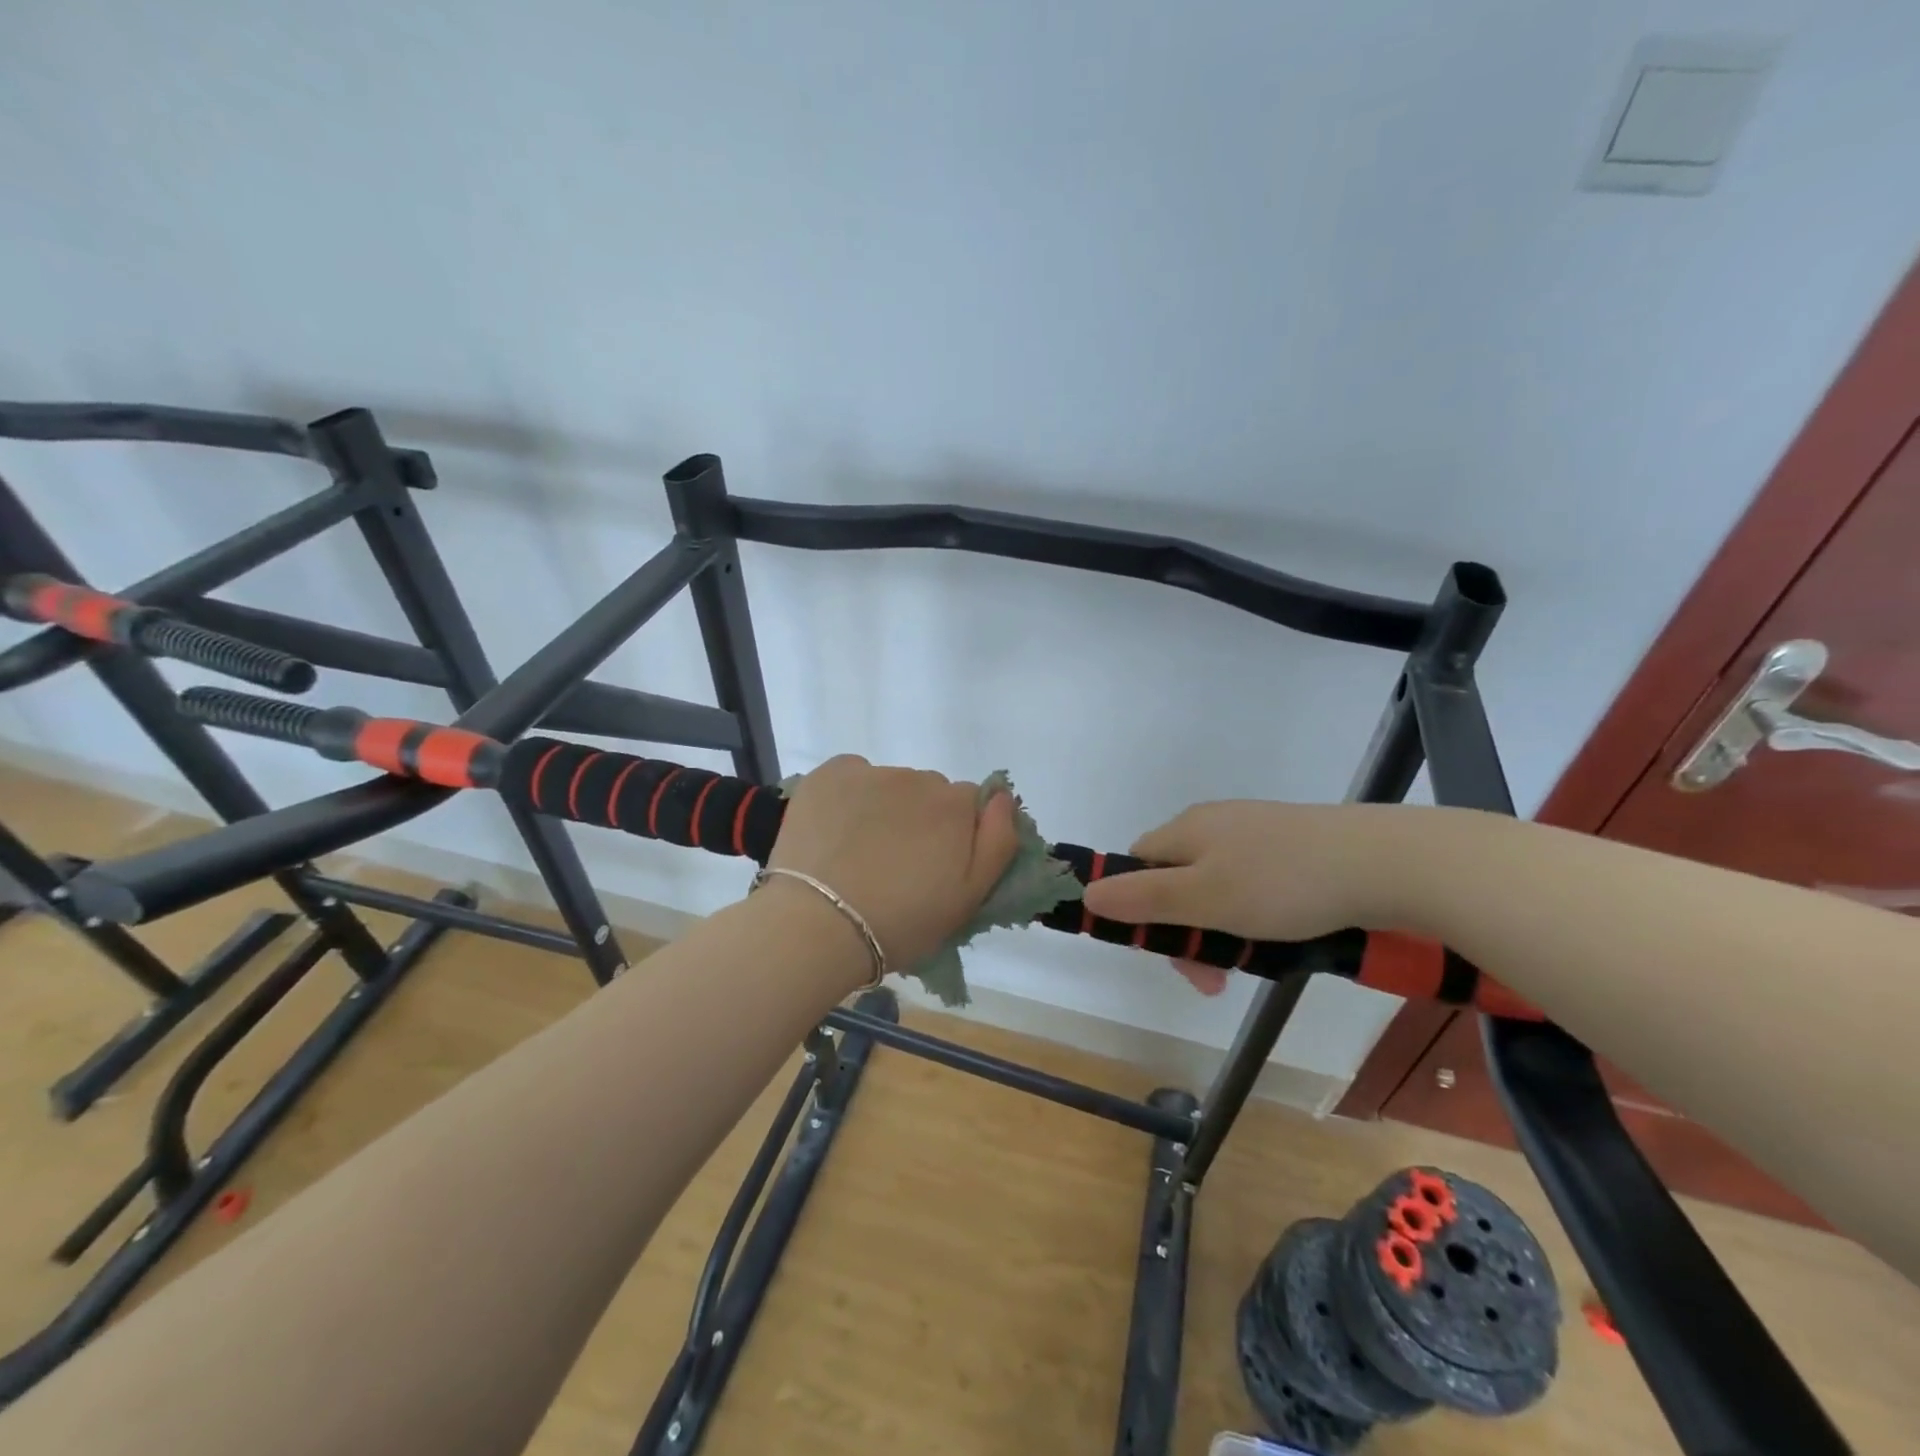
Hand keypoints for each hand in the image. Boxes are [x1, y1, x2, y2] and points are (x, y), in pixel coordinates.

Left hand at [768, 755, 1019, 970]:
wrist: (817, 925)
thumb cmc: (901, 922)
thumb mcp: (969, 898)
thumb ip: (998, 842)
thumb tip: (1003, 797)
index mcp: (955, 806)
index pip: (969, 805)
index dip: (956, 835)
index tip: (935, 867)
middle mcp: (917, 778)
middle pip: (929, 792)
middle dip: (921, 820)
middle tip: (897, 865)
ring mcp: (870, 772)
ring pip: (890, 785)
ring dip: (885, 808)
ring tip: (860, 853)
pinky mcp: (829, 774)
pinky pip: (852, 775)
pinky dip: (850, 795)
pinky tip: (836, 830)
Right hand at [1081, 801, 1434, 989]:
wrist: (1381, 861)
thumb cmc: (1281, 883)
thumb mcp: (1203, 898)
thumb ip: (1142, 898)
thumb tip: (1085, 894)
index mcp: (1185, 830)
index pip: (1136, 866)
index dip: (1138, 909)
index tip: (1169, 952)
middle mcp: (1213, 824)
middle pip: (1175, 880)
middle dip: (1186, 932)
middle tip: (1215, 980)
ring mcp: (1254, 833)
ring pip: (1215, 887)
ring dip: (1221, 931)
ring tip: (1253, 965)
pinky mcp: (1290, 845)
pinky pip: (1251, 884)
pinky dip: (1254, 916)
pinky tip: (1280, 936)